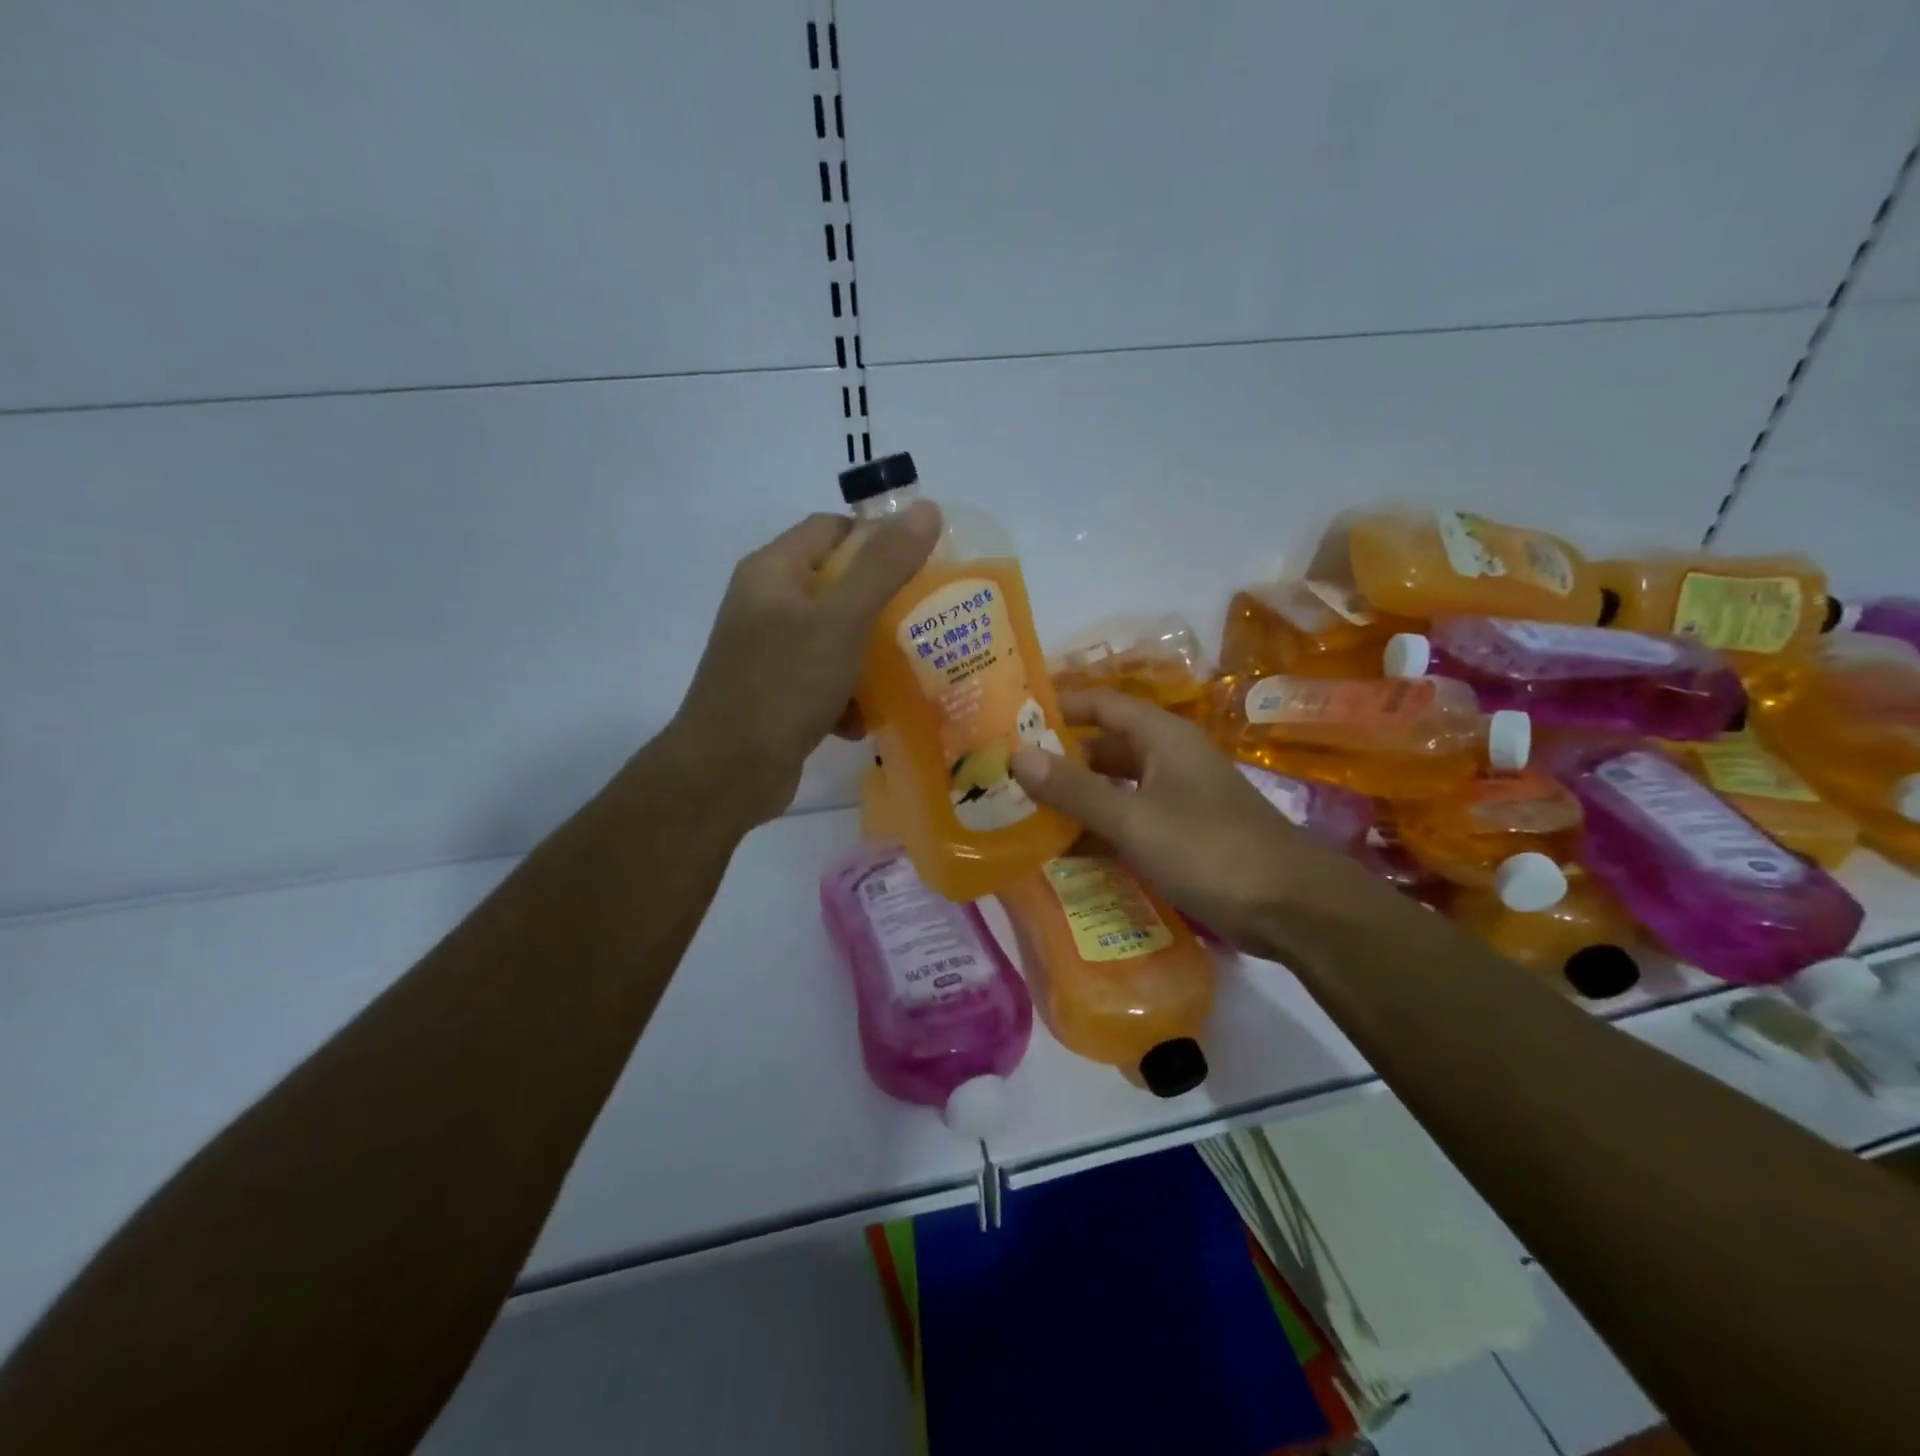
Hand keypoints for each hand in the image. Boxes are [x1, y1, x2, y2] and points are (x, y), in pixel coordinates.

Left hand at [670, 503, 941, 825]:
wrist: (727, 772)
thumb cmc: (784, 684)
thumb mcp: (842, 620)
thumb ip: (885, 565)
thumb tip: (927, 509)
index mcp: (772, 571)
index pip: (832, 530)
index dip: (877, 540)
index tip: (920, 568)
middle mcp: (765, 604)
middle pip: (836, 586)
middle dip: (881, 606)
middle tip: (924, 623)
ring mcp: (767, 652)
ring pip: (833, 638)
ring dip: (867, 657)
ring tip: (903, 674)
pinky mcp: (774, 693)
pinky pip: (821, 680)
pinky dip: (845, 696)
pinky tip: (862, 721)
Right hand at [1009, 688, 1381, 959]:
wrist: (1292, 907)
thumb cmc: (1210, 850)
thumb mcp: (1134, 819)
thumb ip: (1074, 789)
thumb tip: (1017, 755)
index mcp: (1161, 737)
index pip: (1099, 703)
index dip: (1056, 706)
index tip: (1009, 719)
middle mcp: (1167, 758)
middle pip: (1102, 746)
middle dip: (1057, 758)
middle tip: (1005, 773)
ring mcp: (1176, 797)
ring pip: (1114, 787)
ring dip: (1074, 798)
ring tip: (1022, 811)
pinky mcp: (1182, 835)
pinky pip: (1128, 821)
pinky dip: (1098, 830)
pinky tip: (1063, 850)